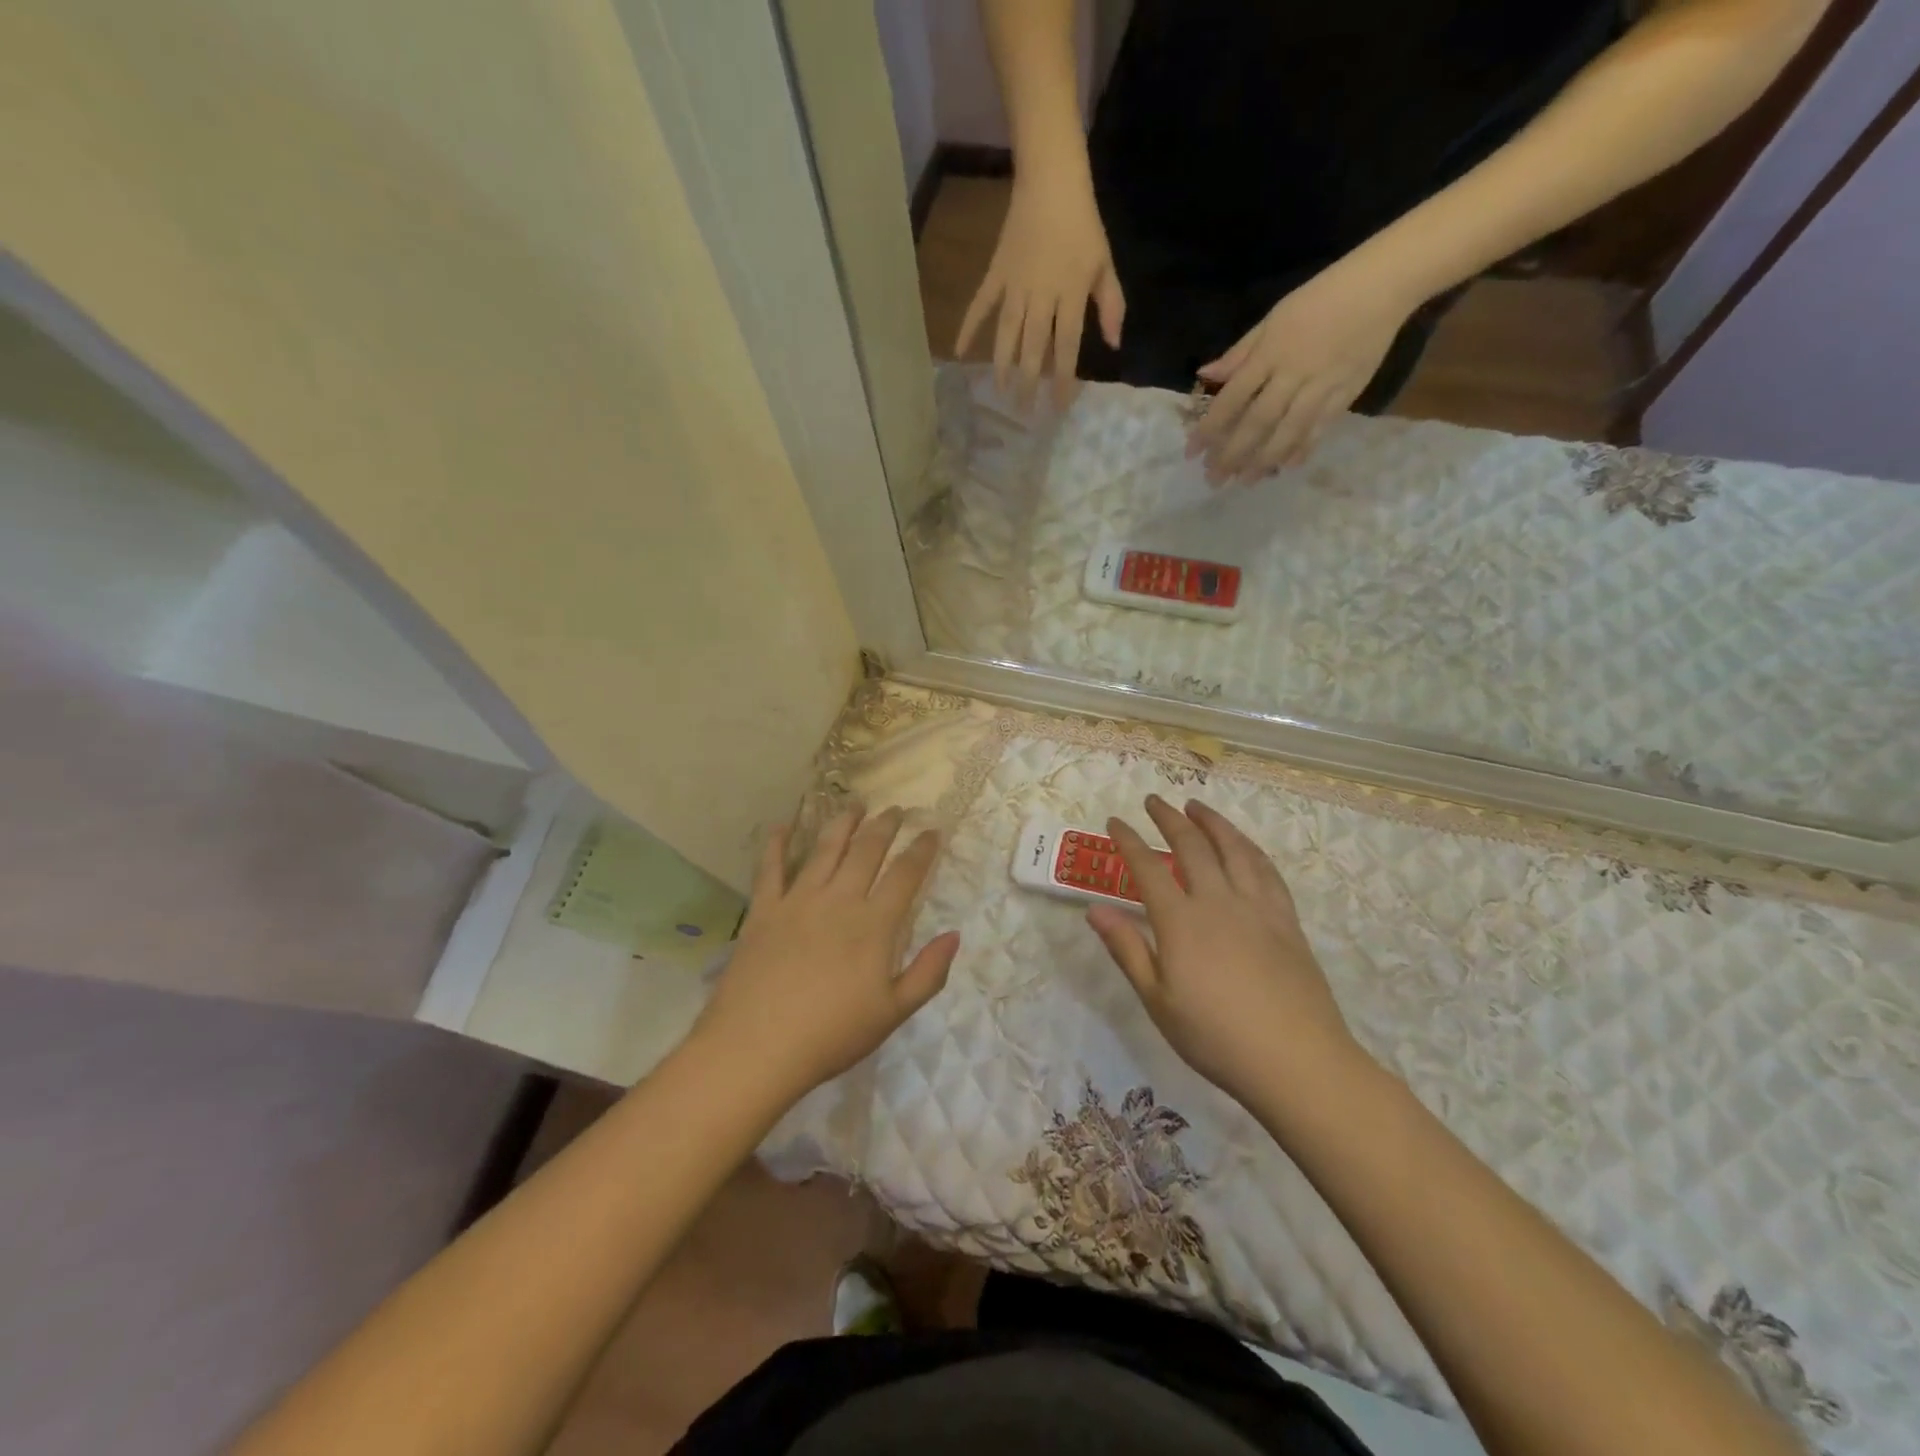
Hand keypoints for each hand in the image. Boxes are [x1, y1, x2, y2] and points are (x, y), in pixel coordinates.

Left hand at [694, 806, 958, 1103]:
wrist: (757, 1047)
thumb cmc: (831, 1034)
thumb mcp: (892, 1013)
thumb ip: (928, 973)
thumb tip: (954, 935)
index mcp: (874, 924)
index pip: (906, 874)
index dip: (922, 849)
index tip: (932, 831)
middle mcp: (839, 900)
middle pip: (867, 850)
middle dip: (885, 826)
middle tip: (896, 809)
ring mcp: (798, 901)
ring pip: (825, 849)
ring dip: (842, 823)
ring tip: (854, 804)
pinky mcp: (764, 910)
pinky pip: (770, 868)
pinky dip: (776, 843)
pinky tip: (782, 826)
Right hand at [956, 170, 1124, 410]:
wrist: (1051, 181)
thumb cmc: (1083, 225)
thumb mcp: (1105, 264)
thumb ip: (1110, 305)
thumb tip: (1114, 344)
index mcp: (1069, 294)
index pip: (1066, 346)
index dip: (1063, 379)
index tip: (1059, 406)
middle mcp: (1040, 296)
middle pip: (1033, 347)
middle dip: (1029, 381)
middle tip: (1024, 411)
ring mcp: (1015, 286)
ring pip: (1007, 333)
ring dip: (1003, 364)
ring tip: (1000, 391)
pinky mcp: (996, 274)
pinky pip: (980, 305)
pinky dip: (969, 327)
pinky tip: (959, 351)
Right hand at [1088, 796, 1353, 1108]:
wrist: (1297, 1061)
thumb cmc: (1216, 1037)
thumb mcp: (1158, 1001)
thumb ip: (1127, 949)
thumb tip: (1094, 909)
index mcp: (1181, 922)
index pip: (1148, 868)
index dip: (1129, 841)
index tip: (1115, 822)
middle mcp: (1218, 902)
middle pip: (1192, 846)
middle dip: (1169, 818)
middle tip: (1154, 801)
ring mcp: (1257, 907)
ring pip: (1233, 849)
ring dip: (1212, 822)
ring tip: (1197, 806)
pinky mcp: (1286, 920)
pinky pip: (1266, 870)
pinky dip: (1249, 848)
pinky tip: (1244, 845)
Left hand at [1187, 260, 1413, 482]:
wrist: (1383, 285)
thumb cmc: (1321, 297)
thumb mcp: (1273, 318)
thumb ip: (1240, 353)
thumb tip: (1205, 375)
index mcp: (1271, 353)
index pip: (1232, 398)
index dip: (1210, 428)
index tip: (1192, 452)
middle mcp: (1293, 374)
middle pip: (1257, 422)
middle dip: (1233, 454)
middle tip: (1213, 479)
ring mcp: (1322, 386)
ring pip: (1287, 431)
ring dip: (1263, 460)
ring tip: (1245, 481)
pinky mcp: (1347, 393)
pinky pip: (1320, 427)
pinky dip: (1302, 448)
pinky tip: (1285, 466)